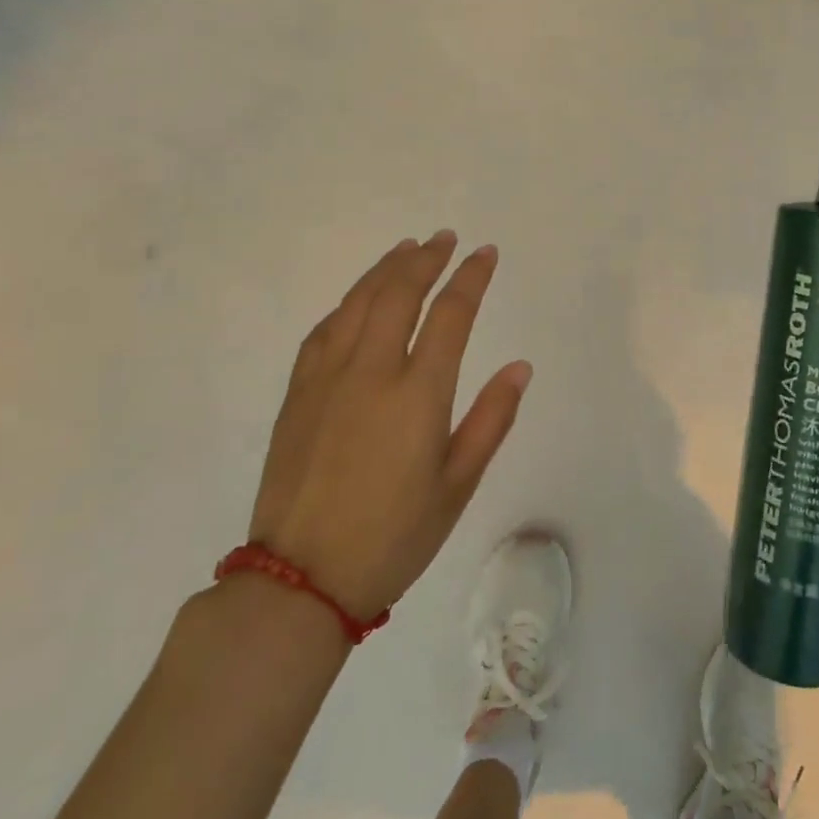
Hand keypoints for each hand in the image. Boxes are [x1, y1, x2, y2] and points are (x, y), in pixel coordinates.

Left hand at [247, 232, 530, 620]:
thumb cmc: (394, 536)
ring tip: (407, 248)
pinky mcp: (298, 393)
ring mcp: (327, 378)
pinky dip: (348, 303)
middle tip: (445, 239)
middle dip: (426, 258)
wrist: (300, 580)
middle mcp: (371, 372)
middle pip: (400, 293)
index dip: (471, 277)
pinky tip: (358, 299)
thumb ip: (491, 419)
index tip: (485, 253)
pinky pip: (324, 330)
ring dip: (386, 269)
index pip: (451, 314)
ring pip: (358, 302)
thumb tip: (520, 367)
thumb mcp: (458, 485)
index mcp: (418, 394)